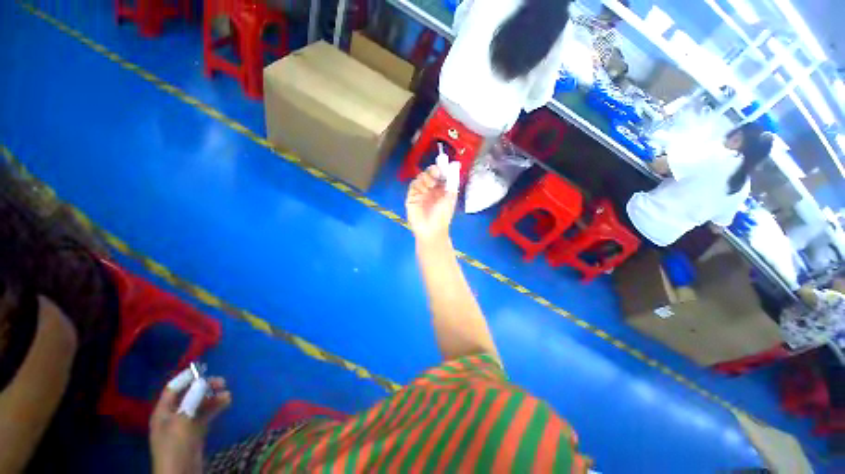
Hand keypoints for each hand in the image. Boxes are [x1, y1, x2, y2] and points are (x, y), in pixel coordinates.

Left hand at [149, 377, 230, 473]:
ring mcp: (185, 424)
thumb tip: (203, 380)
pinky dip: (215, 408)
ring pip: (200, 405)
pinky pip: (206, 415)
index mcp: (163, 411)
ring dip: (213, 398)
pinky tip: (226, 403)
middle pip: (189, 396)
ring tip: (228, 394)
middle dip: (204, 388)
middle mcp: (173, 415)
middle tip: (222, 382)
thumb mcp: (182, 421)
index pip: (173, 389)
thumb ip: (192, 400)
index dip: (187, 378)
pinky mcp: (195, 433)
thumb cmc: (176, 445)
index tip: (205, 368)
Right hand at [405, 164, 458, 243]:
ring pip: (421, 178)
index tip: (444, 164)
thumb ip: (452, 184)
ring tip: (431, 184)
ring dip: (426, 177)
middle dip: (433, 171)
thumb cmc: (443, 216)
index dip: (442, 169)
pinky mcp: (411, 197)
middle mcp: (430, 190)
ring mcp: (420, 193)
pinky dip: (418, 183)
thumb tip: (455, 168)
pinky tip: (424, 187)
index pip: (440, 175)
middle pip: (430, 174)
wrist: (431, 230)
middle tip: (436, 172)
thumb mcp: (450, 199)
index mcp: (441, 190)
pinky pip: (413, 186)